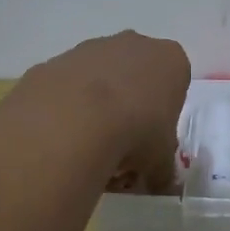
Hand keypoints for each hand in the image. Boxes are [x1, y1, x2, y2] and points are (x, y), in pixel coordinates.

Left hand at [25, 30, 189, 192]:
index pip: (175, 82)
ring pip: (99, 80)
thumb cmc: (136, 133)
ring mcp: (90, 49)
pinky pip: (66, 88)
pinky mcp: (54, 61)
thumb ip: (163, 171)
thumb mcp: (160, 162)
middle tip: (123, 146)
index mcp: (169, 60)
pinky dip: (66, 110)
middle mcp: (132, 44)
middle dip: (130, 108)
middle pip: (135, 76)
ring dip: (97, 109)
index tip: (153, 140)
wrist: (72, 121)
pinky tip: (63, 139)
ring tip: (89, 149)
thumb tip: (162, 185)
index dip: (164, 115)